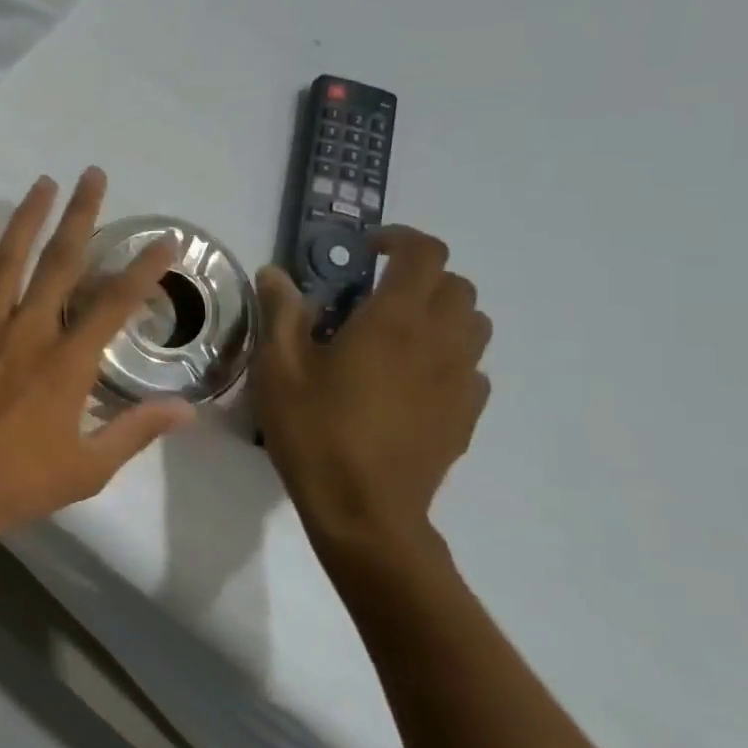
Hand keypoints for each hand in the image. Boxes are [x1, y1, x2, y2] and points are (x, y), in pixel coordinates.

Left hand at [0, 169, 196, 542]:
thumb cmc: (18, 484)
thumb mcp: (88, 468)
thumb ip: (136, 431)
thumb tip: (187, 409)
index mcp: (66, 364)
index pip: (114, 303)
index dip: (142, 269)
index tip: (164, 240)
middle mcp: (27, 333)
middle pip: (59, 263)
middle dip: (81, 216)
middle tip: (92, 176)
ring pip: (7, 261)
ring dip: (26, 219)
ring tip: (42, 184)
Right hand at [252, 227, 491, 570]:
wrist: (365, 508)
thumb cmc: (314, 431)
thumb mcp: (278, 369)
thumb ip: (280, 313)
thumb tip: (274, 273)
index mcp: (394, 321)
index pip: (424, 254)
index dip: (400, 239)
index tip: (367, 249)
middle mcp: (440, 340)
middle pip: (456, 285)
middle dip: (420, 276)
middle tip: (375, 294)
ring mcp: (461, 379)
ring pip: (473, 323)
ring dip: (440, 313)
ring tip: (395, 334)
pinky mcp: (467, 413)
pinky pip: (471, 367)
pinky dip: (447, 356)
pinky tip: (409, 381)